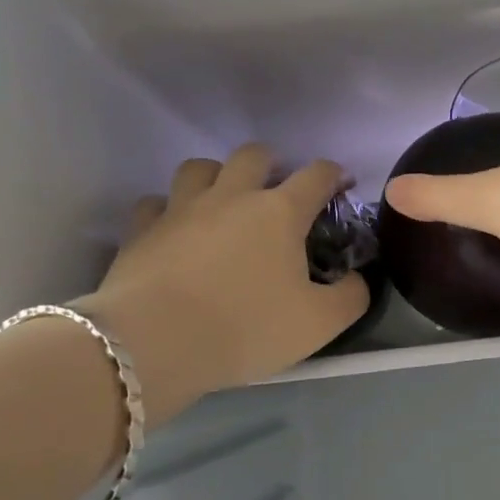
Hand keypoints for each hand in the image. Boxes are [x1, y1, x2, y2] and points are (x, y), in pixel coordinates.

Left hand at [78, 147, 370, 401]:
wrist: (153, 344)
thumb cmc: (246, 328)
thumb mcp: (320, 323)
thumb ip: (351, 296)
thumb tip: (357, 279)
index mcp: (280, 212)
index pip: (317, 174)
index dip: (334, 174)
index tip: (341, 185)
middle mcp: (232, 196)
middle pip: (254, 155)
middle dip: (272, 164)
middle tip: (278, 192)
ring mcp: (182, 208)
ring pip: (200, 167)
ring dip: (218, 176)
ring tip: (224, 202)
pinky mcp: (142, 229)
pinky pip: (156, 203)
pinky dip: (170, 209)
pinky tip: (175, 230)